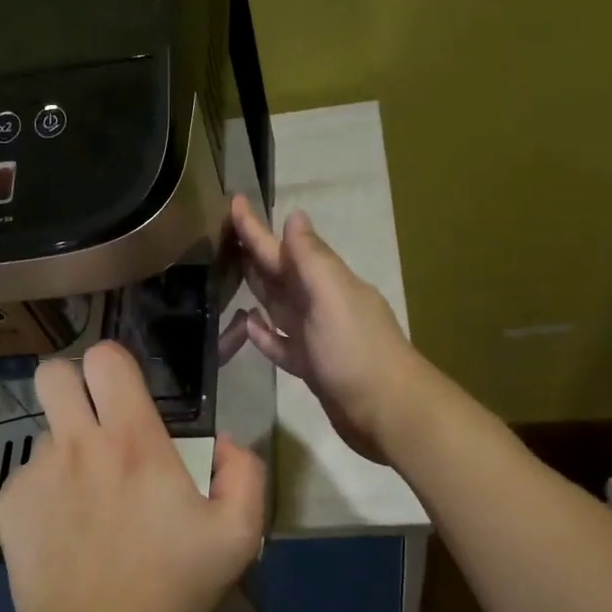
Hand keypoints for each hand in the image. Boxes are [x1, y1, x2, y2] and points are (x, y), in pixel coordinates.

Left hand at [0, 342, 266, 611]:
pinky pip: (29, 476)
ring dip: (67, 449)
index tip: (127, 391)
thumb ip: (245, 474)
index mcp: (132, 440)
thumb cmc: (170, 584)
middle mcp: (77, 444)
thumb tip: (226, 442)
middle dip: (73, 384)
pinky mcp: (10, 504)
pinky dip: (47, 491)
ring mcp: (36, 473)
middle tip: (94, 419)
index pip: (106, 359)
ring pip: (45, 432)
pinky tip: (65, 530)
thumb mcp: (238, 535)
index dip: (115, 364)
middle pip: (53, 373)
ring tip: (88, 498)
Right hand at [230, 194, 422, 463]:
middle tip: (224, 233)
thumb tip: (294, 217)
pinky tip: (247, 326)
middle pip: (280, 273)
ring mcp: (315, 336)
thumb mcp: (332, 296)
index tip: (234, 201)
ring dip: (257, 289)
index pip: (283, 248)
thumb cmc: (355, 350)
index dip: (257, 228)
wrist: (386, 410)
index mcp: (325, 283)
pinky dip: (263, 333)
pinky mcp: (310, 367)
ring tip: (230, 274)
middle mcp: (320, 304)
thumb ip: (312, 258)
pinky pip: (280, 343)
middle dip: (255, 252)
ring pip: (278, 305)